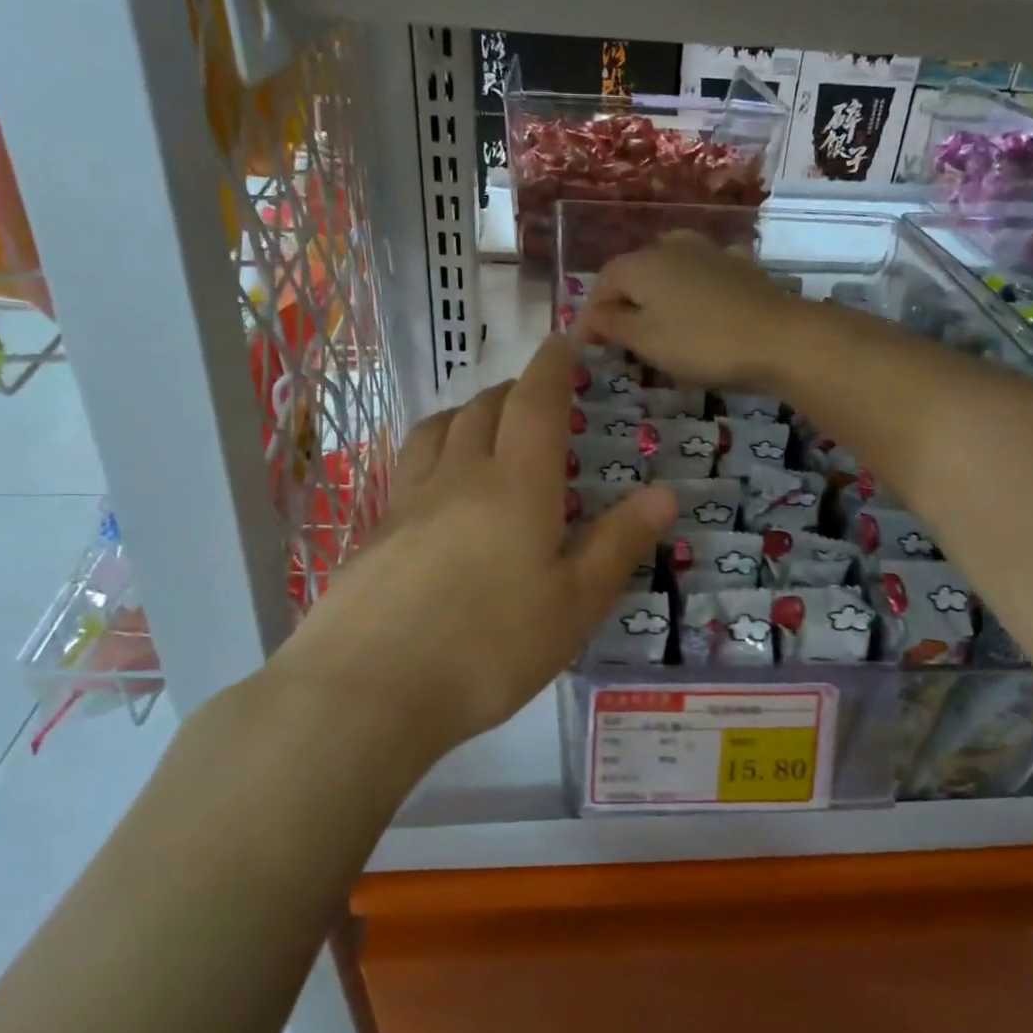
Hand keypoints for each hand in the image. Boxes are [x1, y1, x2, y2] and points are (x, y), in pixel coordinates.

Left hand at [273, 334, 676, 758]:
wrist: (367, 691)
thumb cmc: (489, 649)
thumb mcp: (574, 606)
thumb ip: (618, 544)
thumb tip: (666, 492)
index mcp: (517, 485)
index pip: (535, 402)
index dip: (551, 366)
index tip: (562, 342)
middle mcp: (460, 476)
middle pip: (484, 408)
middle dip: (513, 390)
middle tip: (535, 396)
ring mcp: (410, 501)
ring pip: (438, 429)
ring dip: (467, 413)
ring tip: (483, 426)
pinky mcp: (377, 532)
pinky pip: (410, 467)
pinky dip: (433, 452)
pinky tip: (438, 489)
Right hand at [573, 232, 800, 389]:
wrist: (778, 337)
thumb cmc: (700, 342)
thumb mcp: (644, 340)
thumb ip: (611, 325)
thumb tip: (589, 316)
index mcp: (640, 264)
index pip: (602, 284)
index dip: (591, 316)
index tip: (587, 348)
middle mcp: (671, 247)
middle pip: (635, 271)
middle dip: (623, 301)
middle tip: (621, 337)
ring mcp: (710, 252)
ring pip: (671, 265)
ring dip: (659, 289)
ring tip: (658, 316)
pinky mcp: (741, 266)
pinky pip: (706, 272)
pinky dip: (696, 286)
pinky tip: (702, 302)